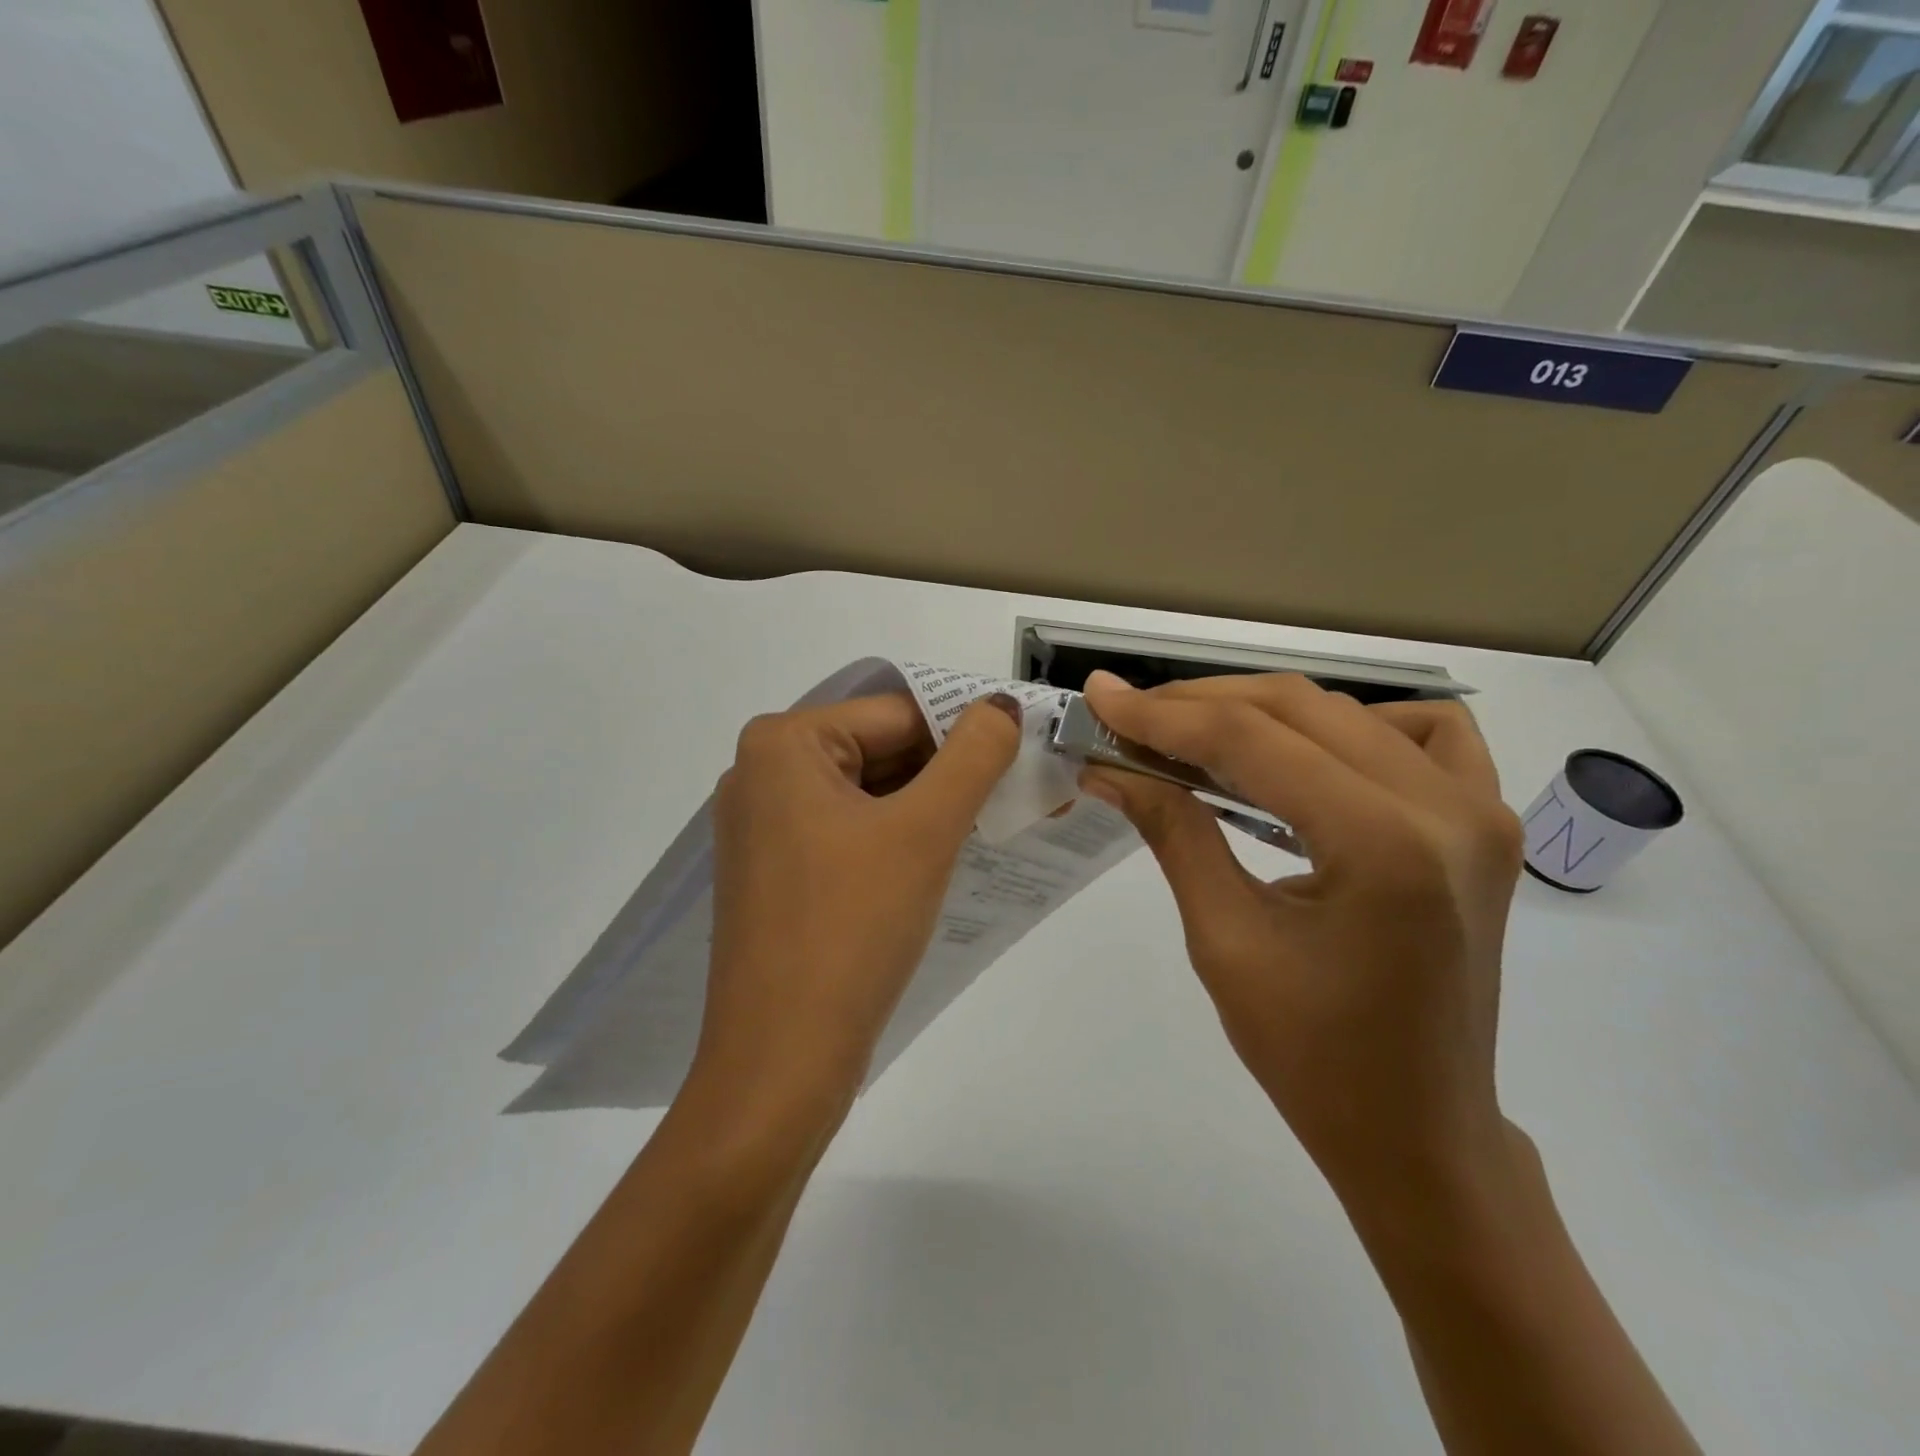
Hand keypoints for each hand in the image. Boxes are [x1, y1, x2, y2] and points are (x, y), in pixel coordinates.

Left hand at [696, 691, 1022, 1120]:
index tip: (1026, 759)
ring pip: (869, 793)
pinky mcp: (778, 870)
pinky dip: (898, 837)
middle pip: (882, 751)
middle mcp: (763, 772)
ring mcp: (765, 824)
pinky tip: (942, 859)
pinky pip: (850, 830)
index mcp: (784, 743)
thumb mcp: (925, 831)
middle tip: (1022, 796)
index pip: (899, 714)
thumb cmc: (851, 929)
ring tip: (995, 826)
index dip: (968, 734)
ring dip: (930, 808)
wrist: (781, 1062)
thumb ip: (973, 755)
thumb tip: (1002, 706)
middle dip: (952, 774)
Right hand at [1077, 671, 1525, 1227]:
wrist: (1419, 1131)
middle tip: (1128, 715)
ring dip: (1262, 710)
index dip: (1162, 714)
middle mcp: (1445, 807)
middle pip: (1298, 710)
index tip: (1099, 697)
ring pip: (1348, 712)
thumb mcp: (1223, 939)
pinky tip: (1309, 752)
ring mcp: (1479, 809)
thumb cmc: (1311, 1056)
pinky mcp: (1485, 822)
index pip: (1250, 742)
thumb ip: (1172, 831)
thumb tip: (1109, 766)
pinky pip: (1425, 733)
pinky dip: (1354, 724)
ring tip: (1194, 731)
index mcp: (1382, 845)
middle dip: (1199, 704)